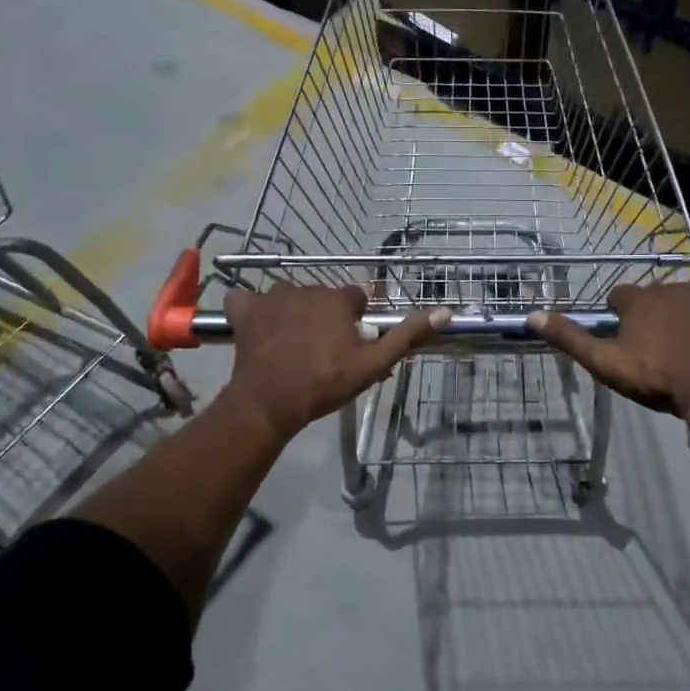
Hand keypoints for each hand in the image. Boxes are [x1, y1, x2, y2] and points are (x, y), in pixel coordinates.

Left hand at [225, 284, 449, 438]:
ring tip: (292, 347)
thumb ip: (406, 336)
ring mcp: (271, 296)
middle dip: (325, 318)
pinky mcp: (244, 310)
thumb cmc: (325, 383)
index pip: (356, 298)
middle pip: (323, 298)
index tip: (350, 345)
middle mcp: (306, 288)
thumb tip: (444, 312)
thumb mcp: (372, 364)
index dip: (355, 321)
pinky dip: (252, 311)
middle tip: (323, 352)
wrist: (270, 402)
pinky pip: (248, 300)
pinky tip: (258, 328)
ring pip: (289, 298)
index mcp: (338, 299)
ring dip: (293, 314)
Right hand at [528, 282, 689, 417]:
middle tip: (649, 344)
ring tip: (679, 338)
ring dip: (678, 308)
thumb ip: (570, 338)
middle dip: (647, 312)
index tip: (620, 338)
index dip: (616, 315)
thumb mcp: (604, 362)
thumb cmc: (654, 375)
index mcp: (638, 299)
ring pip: (682, 294)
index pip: (618, 296)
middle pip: (650, 294)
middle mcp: (668, 287)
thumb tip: (532, 316)